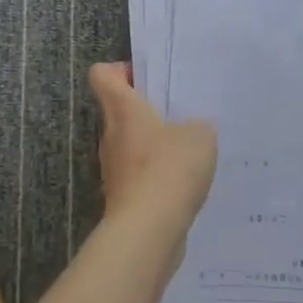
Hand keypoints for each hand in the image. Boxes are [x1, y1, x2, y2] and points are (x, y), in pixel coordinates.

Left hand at [90, 63, 217, 231]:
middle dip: (146, 111)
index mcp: (123, 109)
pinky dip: (158, 177)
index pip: (103, 75)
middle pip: (119, 111)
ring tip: (188, 151)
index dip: (120, 71)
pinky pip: (140, 176)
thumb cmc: (169, 168)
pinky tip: (185, 184)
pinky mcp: (123, 198)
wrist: (148, 231)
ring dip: (154, 146)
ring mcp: (114, 169)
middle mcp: (111, 135)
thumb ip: (197, 125)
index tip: (147, 78)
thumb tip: (192, 131)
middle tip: (179, 114)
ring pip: (130, 145)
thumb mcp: (200, 135)